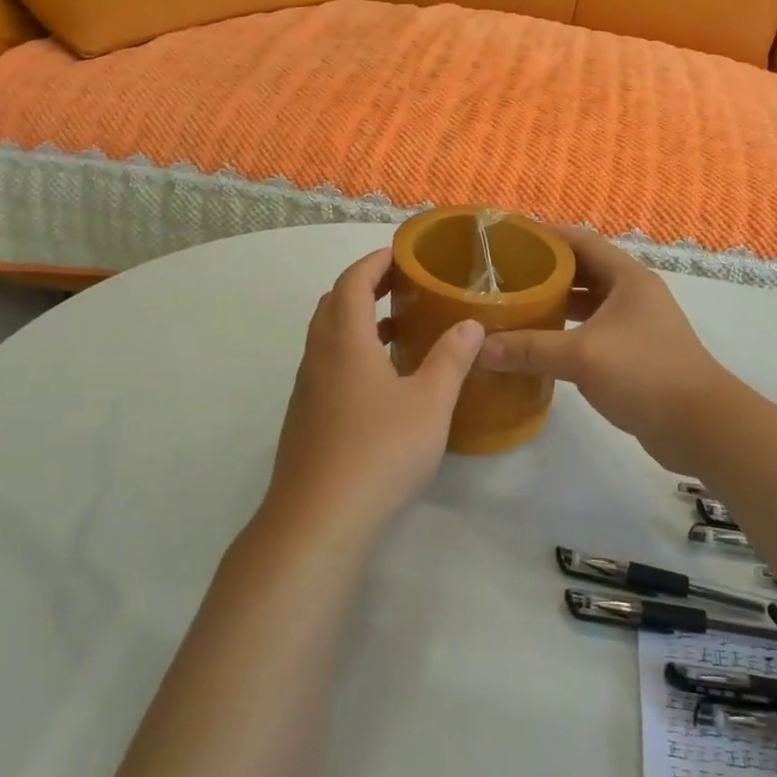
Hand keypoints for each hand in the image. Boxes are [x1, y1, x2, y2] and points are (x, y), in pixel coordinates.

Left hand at [261, 248, 484, 546]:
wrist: (318, 522)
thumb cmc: (379, 451)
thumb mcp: (429, 403)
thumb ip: (451, 359)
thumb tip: (470, 324)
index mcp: (344, 340)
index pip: (352, 281)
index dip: (375, 262)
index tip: (402, 255)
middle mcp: (319, 357)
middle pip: (334, 304)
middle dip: (365, 286)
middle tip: (402, 286)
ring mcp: (307, 390)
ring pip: (328, 337)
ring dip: (357, 321)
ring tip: (398, 328)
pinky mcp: (305, 419)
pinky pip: (327, 366)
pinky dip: (352, 353)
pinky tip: (382, 382)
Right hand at [478, 227, 729, 466]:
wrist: (701, 426)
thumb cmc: (644, 374)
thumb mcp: (582, 356)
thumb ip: (530, 349)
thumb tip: (479, 348)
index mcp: (627, 277)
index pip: (580, 240)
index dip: (545, 234)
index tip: (508, 238)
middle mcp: (633, 293)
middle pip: (583, 269)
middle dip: (544, 270)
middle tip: (503, 275)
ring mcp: (636, 324)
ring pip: (588, 302)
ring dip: (555, 302)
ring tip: (514, 305)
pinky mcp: (634, 352)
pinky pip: (593, 330)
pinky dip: (566, 330)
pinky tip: (539, 343)